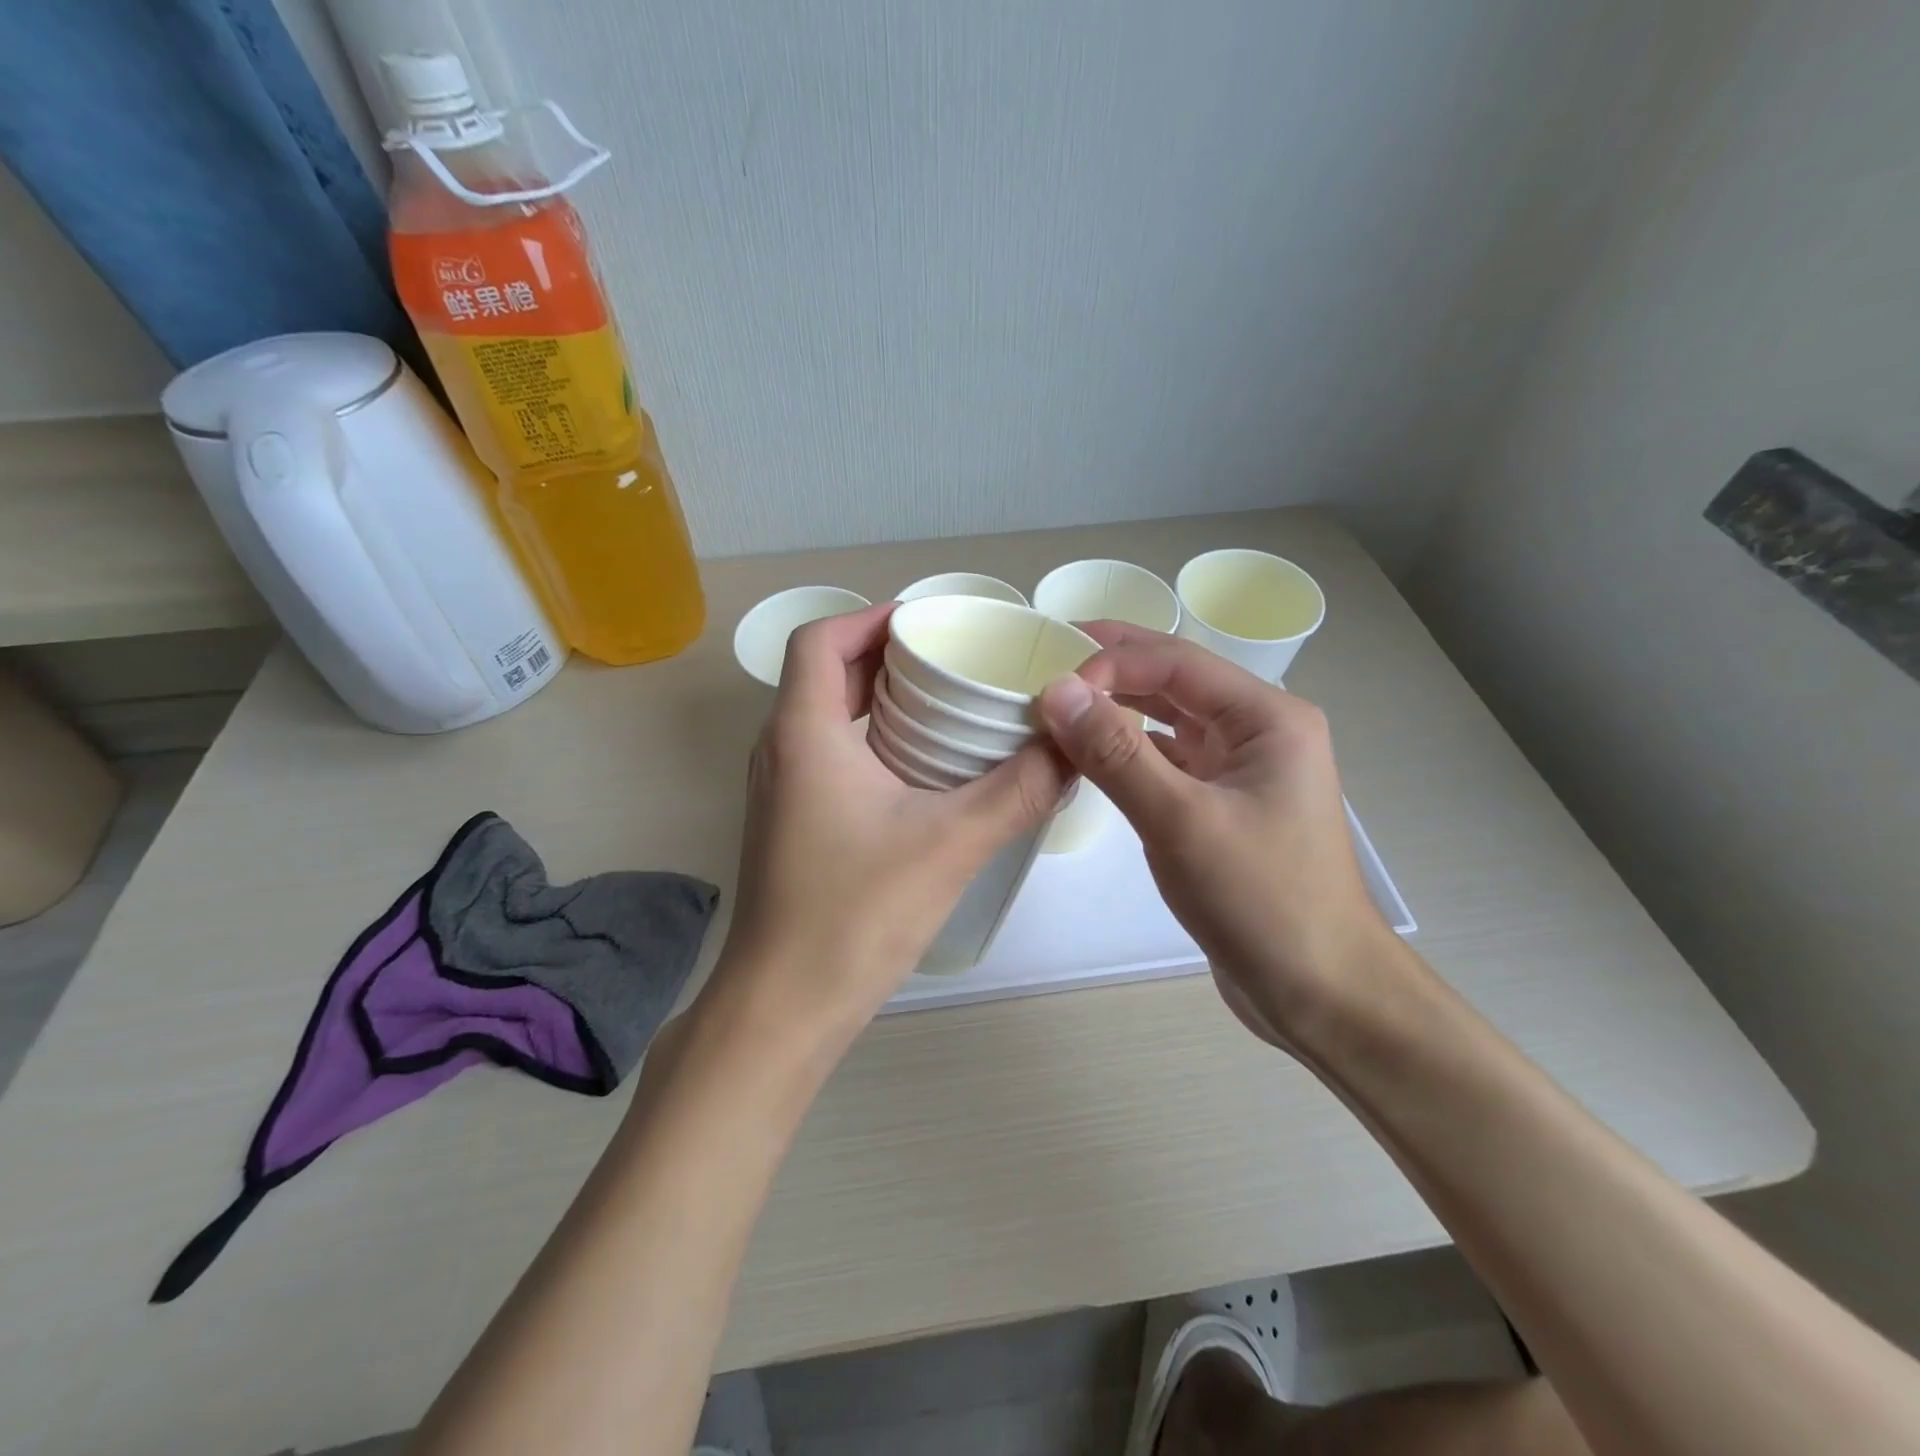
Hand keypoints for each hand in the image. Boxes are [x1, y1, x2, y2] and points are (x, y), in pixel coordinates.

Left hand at [719, 602, 1067, 1036]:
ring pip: (827, 716)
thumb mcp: (952, 844)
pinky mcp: (791, 824)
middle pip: (825, 673)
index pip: (819, 639)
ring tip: (946, 705)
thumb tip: (1073, 745)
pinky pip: (830, 755)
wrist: (784, 1008)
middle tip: (953, 661)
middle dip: (886, 656)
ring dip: (879, 700)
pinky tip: (923, 770)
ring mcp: (781, 790)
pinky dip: (872, 740)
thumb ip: (1020, 789)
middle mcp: (781, 751)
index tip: (929, 624)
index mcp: (804, 733)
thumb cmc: (855, 915)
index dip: (870, 617)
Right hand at [1037, 624, 1403, 1049]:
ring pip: (1169, 720)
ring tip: (1059, 701)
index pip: (1176, 663)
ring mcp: (1241, 768)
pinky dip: (1128, 751)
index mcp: (1267, 717)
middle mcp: (1258, 731)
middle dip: (1112, 668)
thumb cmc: (1262, 901)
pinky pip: (1168, 760)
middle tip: (1045, 657)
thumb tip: (1057, 691)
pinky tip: (1089, 754)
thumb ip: (1116, 753)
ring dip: (1117, 708)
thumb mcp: (1181, 822)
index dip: (1110, 661)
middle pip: (1175, 681)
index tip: (1050, 683)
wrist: (1320, 991)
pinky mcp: (1223, 804)